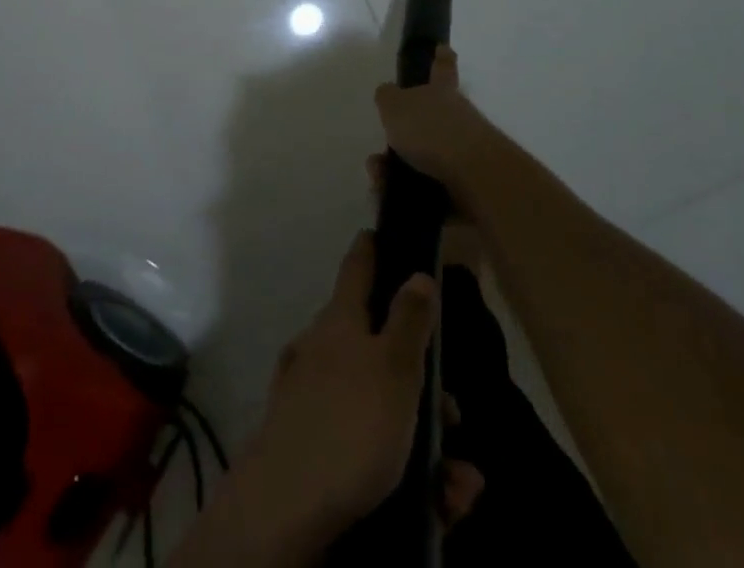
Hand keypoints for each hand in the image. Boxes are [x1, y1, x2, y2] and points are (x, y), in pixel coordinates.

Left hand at [170, 233, 482, 567]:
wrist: (286, 510)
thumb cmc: (349, 424)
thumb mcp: (393, 367)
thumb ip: (409, 320)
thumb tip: (417, 273)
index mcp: (340, 320)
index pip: (357, 267)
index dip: (370, 249)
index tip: (377, 233)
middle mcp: (322, 350)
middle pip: (376, 346)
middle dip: (419, 378)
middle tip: (452, 413)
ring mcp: (312, 399)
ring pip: (379, 406)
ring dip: (423, 439)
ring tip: (457, 482)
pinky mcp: (312, 448)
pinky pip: (367, 448)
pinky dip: (403, 472)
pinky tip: (436, 503)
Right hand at [374, 46, 503, 201]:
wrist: (475, 179)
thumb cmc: (432, 131)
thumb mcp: (396, 106)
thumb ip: (387, 97)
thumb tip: (388, 94)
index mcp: (441, 93)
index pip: (442, 68)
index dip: (441, 58)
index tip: (443, 48)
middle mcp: (457, 119)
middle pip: (429, 121)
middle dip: (402, 137)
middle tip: (378, 155)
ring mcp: (465, 154)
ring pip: (425, 160)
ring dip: (397, 171)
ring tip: (379, 181)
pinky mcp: (467, 187)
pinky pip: (431, 191)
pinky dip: (409, 196)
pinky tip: (391, 201)